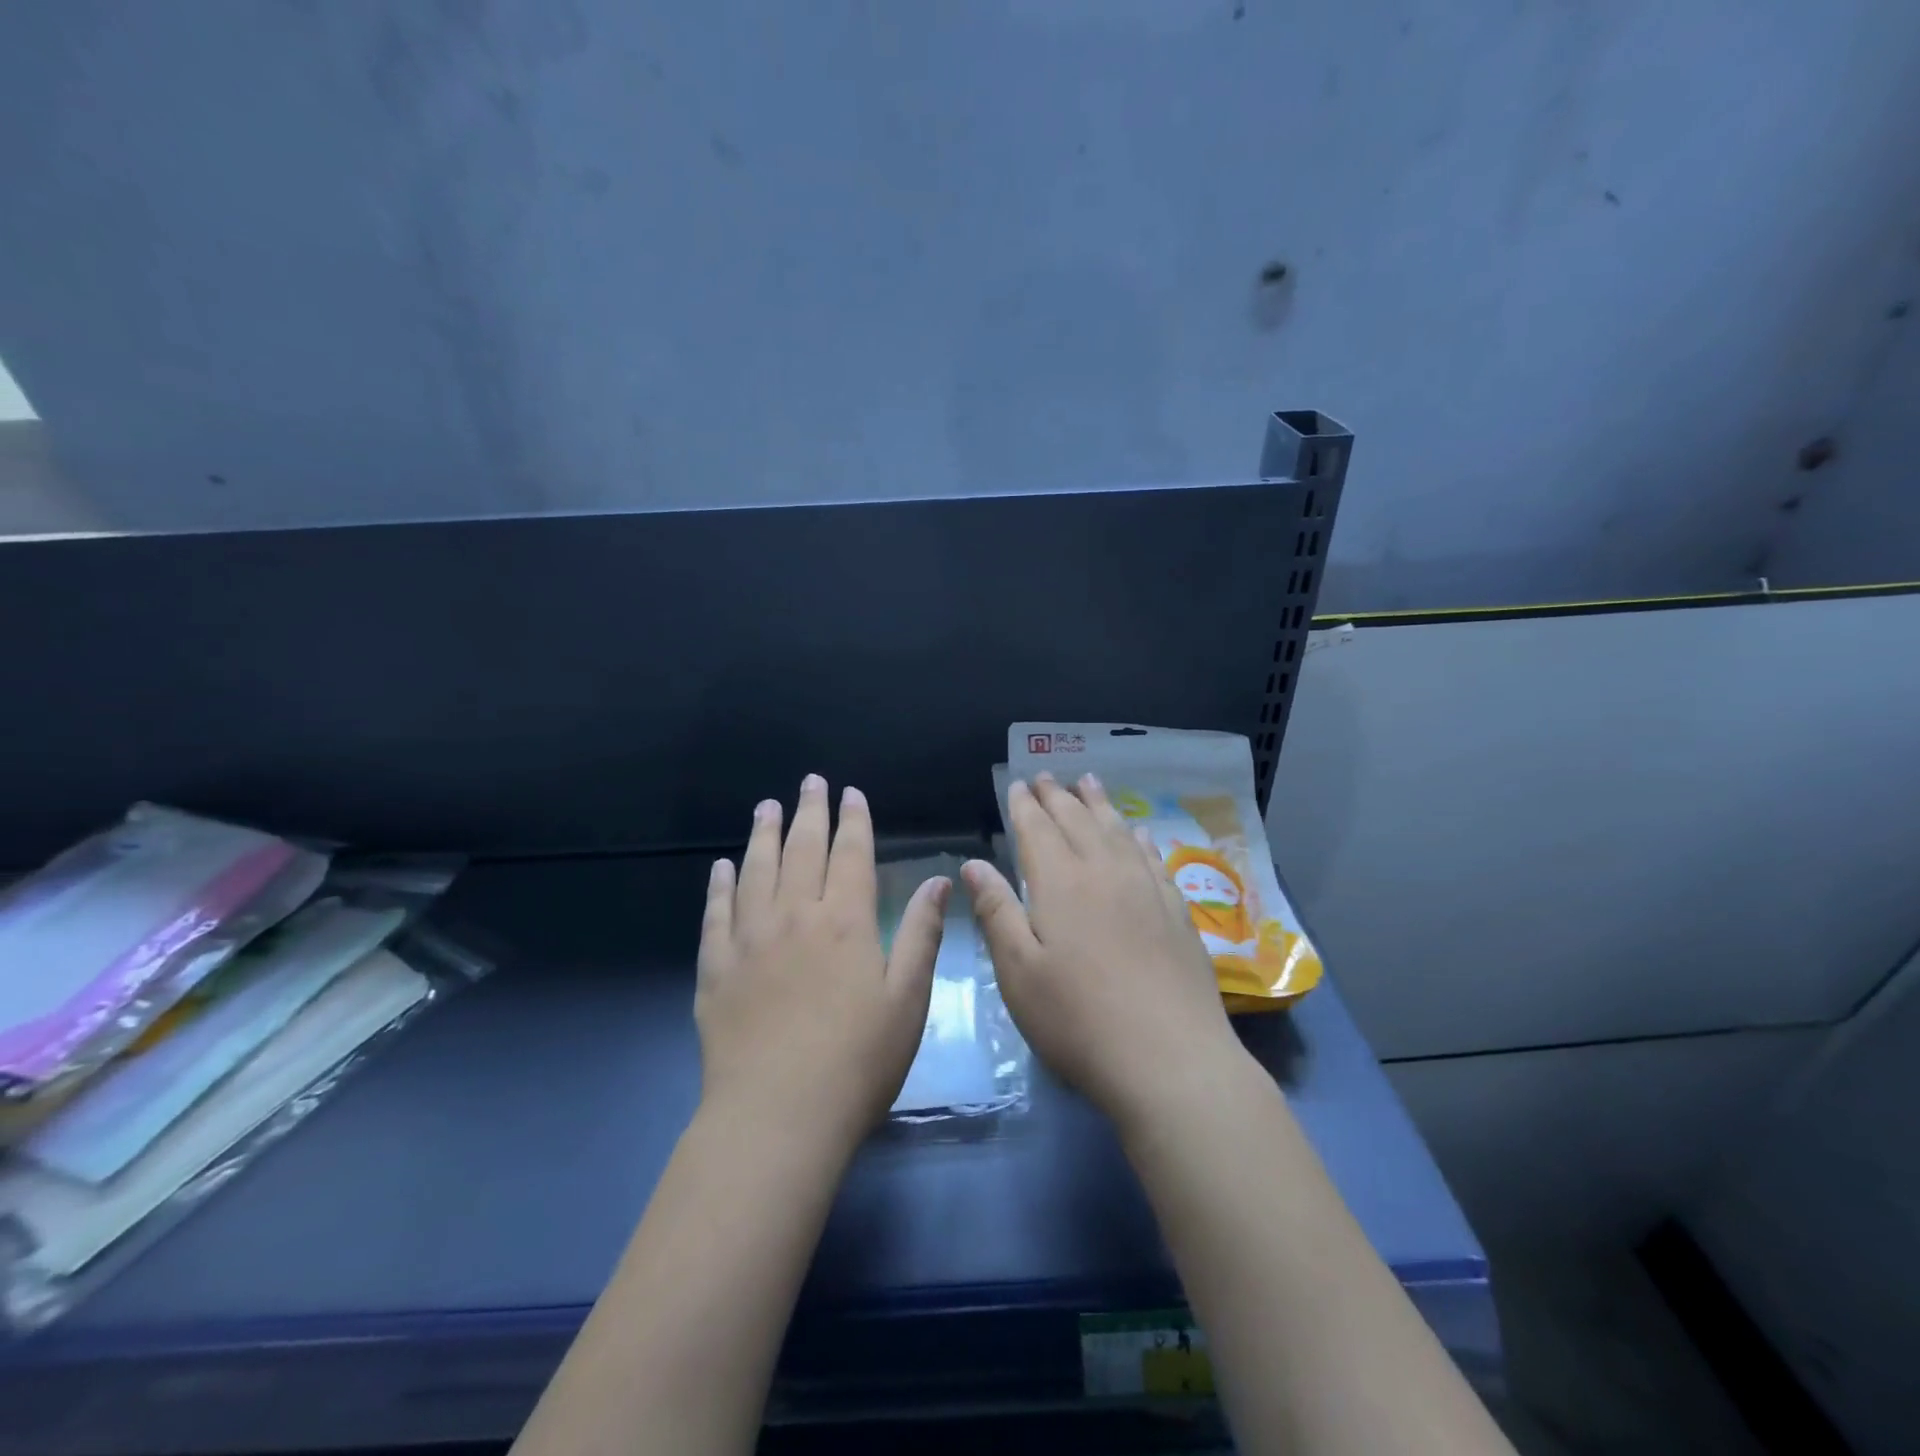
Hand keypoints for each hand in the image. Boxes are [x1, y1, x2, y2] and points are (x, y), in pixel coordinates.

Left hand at [697, 776, 946, 1154]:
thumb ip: (921, 934)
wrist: (777, 1116)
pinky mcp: (716, 969)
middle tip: (809, 782)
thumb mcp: (908, 999)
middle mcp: (794, 917)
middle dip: (808, 812)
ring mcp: (749, 940)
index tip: (851, 793)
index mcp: (844, 922)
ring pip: (756, 871)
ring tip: (765, 808)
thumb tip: (939, 881)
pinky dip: (719, 887)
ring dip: (763, 835)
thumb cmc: (857, 1061)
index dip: (853, 820)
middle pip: (801, 850)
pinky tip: (720, 868)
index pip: (850, 855)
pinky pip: (716, 914)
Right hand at [963, 773, 1245, 1131]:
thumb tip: (974, 863)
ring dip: (1099, 804)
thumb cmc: (1077, 1020)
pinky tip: (1138, 832)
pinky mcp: (1176, 911)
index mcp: (1060, 884)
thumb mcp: (1018, 972)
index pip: (1037, 830)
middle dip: (1058, 796)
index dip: (1024, 805)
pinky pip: (1153, 857)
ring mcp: (1146, 889)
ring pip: (1117, 831)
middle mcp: (1104, 873)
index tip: (1017, 783)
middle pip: (1077, 821)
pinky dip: (1139, 837)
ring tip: (1089, 782)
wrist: (1170, 1059)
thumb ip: (996, 911)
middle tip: (1046, 775)